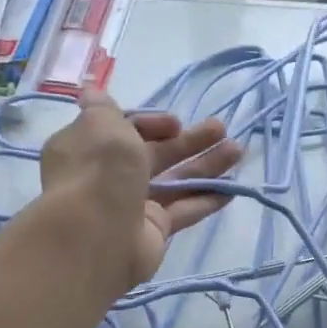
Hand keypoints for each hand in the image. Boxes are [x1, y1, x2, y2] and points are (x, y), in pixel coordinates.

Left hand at [39, 90, 242, 284]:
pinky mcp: (152, 231)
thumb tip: (91, 92)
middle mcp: (107, 176)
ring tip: (238, 151)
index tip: (173, 123)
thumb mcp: (100, 125)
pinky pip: (182, 211)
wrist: (98, 235)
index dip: (151, 123)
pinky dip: (206, 199)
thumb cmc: (99, 171)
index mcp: (88, 148)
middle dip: (188, 141)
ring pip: (173, 181)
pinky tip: (232, 189)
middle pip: (153, 154)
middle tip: (220, 129)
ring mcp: (131, 206)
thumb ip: (103, 108)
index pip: (122, 130)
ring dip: (205, 165)